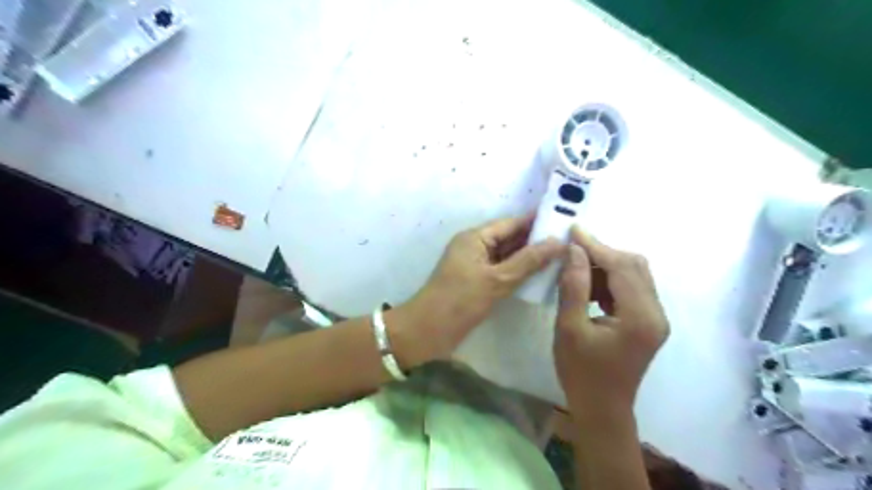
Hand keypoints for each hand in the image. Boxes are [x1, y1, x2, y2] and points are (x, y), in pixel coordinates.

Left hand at [403, 213, 561, 358]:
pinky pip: (504, 271)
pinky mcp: (478, 282)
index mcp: (475, 237)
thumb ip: (529, 261)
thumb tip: (558, 242)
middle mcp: (476, 246)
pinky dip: (520, 272)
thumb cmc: (460, 300)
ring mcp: (477, 265)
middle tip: (570, 241)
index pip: (511, 223)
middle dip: (537, 240)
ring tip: (564, 257)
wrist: (429, 331)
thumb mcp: (497, 279)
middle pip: (510, 238)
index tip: (564, 220)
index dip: (536, 221)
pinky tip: (542, 276)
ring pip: (508, 256)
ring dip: (530, 257)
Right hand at [554, 226, 668, 421]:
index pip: (622, 267)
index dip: (596, 245)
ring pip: (634, 275)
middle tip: (572, 249)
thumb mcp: (569, 328)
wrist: (602, 409)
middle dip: (603, 253)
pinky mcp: (648, 322)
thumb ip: (574, 286)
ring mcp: (655, 318)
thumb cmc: (581, 373)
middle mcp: (656, 313)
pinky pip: (631, 289)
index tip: (573, 230)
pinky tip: (589, 285)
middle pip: (635, 266)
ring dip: (606, 265)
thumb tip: (574, 250)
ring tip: (577, 267)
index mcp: (640, 317)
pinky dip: (610, 280)